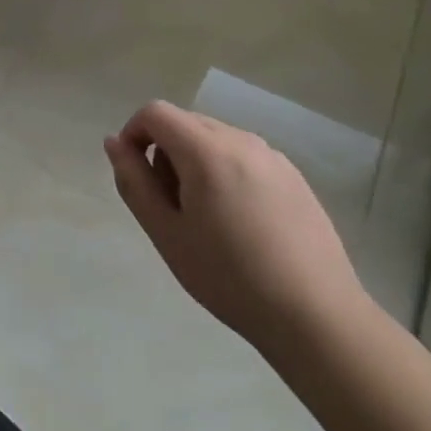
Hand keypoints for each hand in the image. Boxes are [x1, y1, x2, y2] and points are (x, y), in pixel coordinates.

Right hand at [105, 100, 366, 355]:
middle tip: (169, 206)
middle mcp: (241, 140)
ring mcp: (272, 156)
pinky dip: (226, 172)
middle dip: (165, 151)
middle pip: (186, 123)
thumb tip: (115, 143)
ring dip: (195, 162)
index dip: (134, 133)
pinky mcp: (294, 176)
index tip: (135, 175)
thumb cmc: (229, 278)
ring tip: (205, 218)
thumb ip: (134, 182)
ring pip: (215, 139)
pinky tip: (240, 223)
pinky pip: (244, 157)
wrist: (316, 317)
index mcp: (206, 150)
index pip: (156, 113)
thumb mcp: (166, 233)